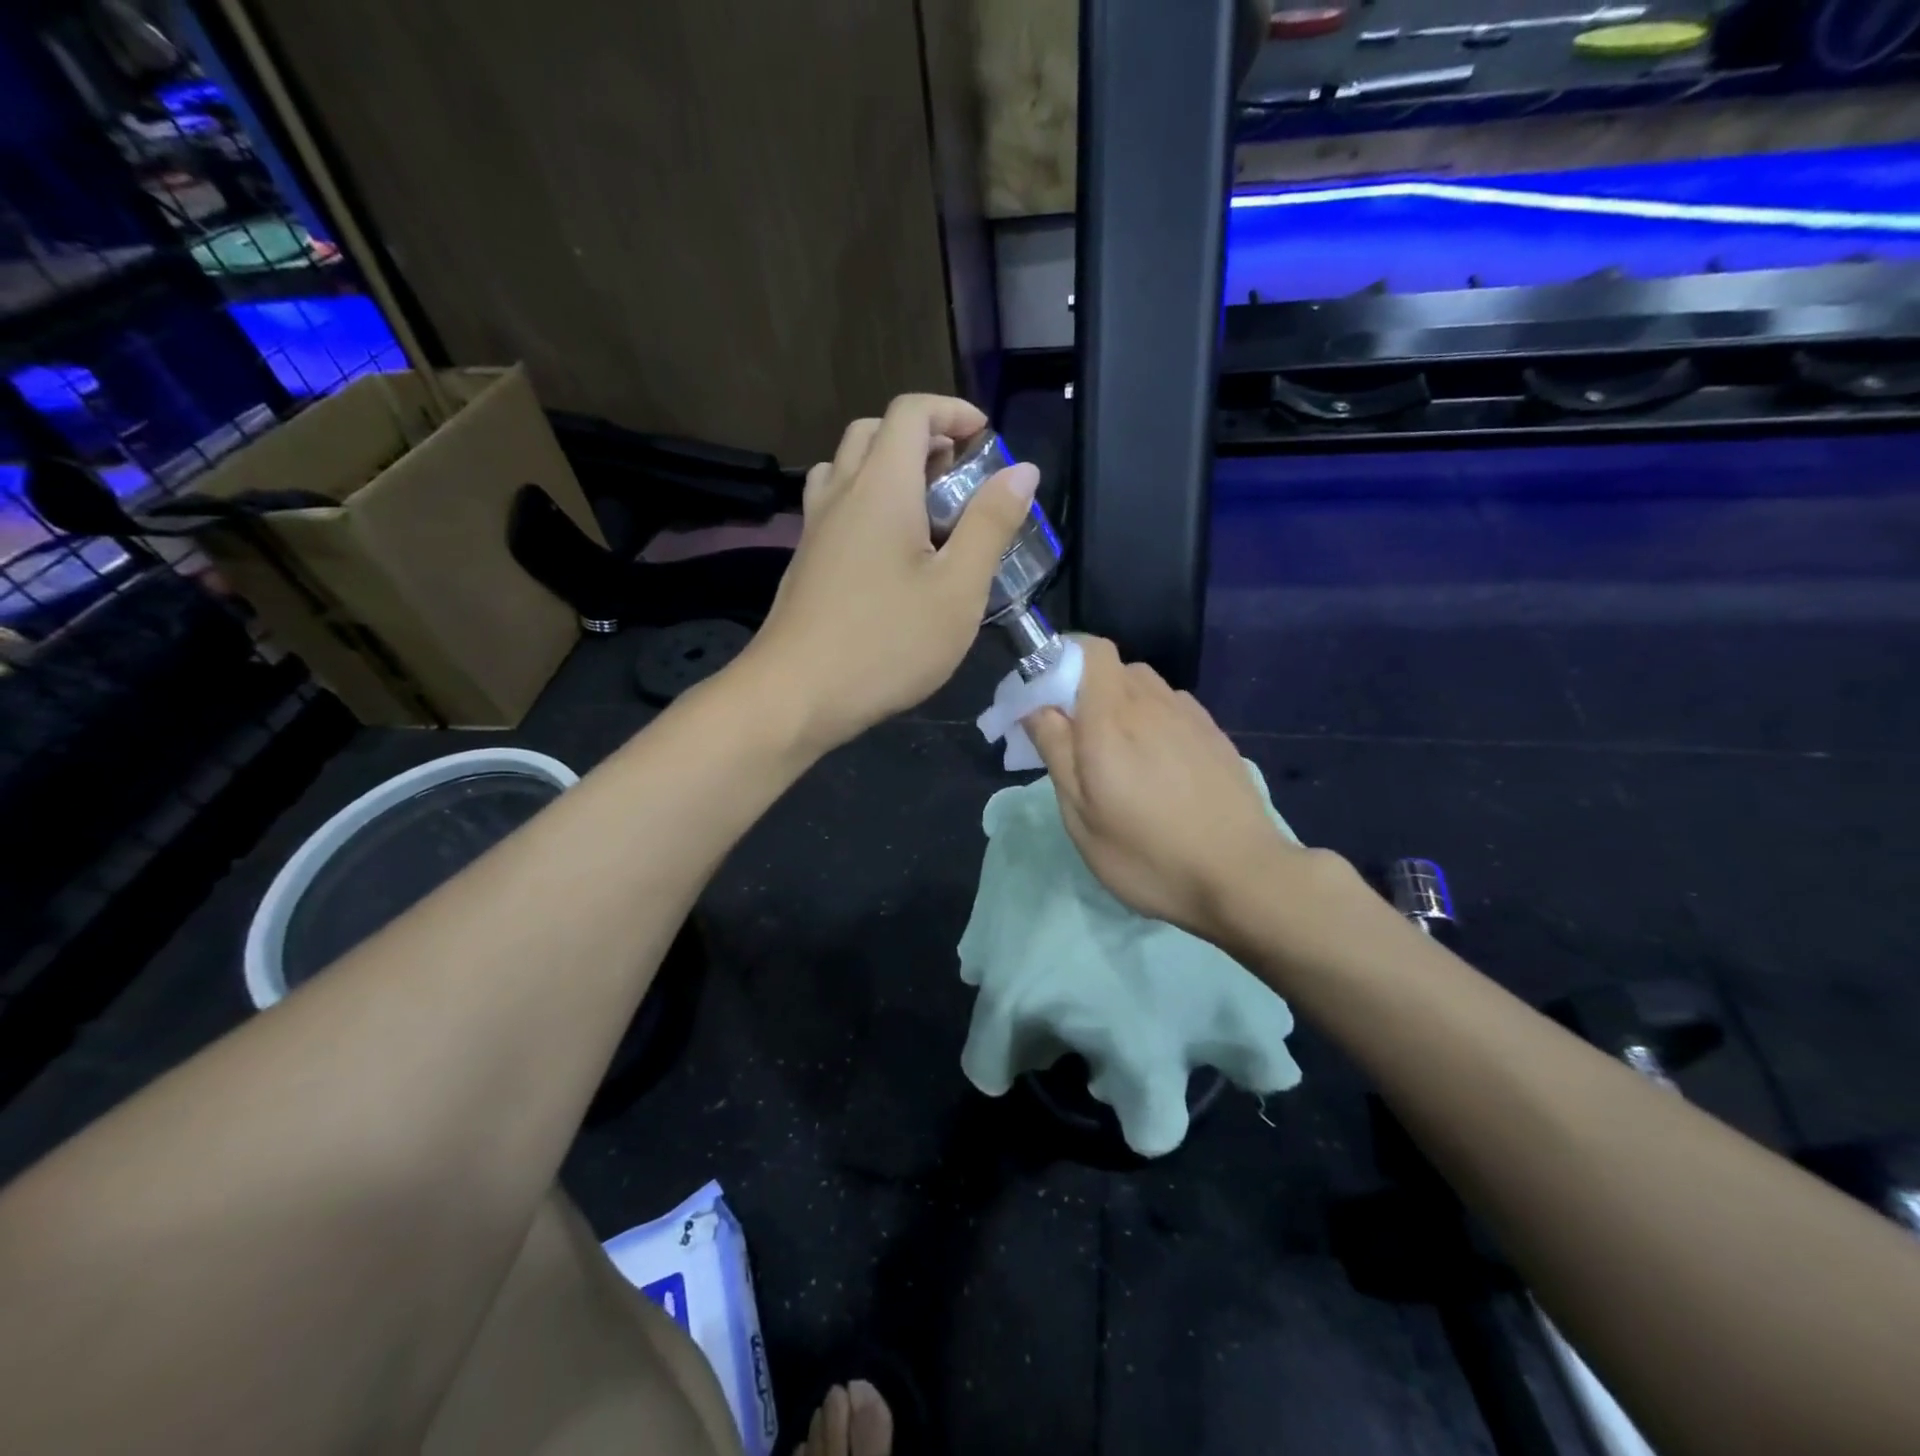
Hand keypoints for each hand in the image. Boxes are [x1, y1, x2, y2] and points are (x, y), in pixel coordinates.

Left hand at [746, 395, 1038, 751]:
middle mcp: (841, 493)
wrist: (797, 695)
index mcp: (882, 487)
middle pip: (874, 431)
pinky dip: (867, 500)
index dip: (953, 411)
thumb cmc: (887, 643)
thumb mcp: (958, 590)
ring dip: (889, 467)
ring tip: (926, 509)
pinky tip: (890, 550)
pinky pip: (835, 504)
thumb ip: (991, 525)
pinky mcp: (806, 560)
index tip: (987, 441)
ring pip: (848, 466)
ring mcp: (816, 527)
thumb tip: (1021, 470)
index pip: (910, 412)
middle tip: (959, 477)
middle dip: (922, 437)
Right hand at [1025, 638, 1307, 939]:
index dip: (1061, 656)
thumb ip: (1056, 751)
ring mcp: (1190, 716)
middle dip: (1085, 689)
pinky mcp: (1214, 734)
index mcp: (1112, 718)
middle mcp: (1152, 703)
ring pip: (1144, 687)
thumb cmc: (1148, 854)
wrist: (1243, 877)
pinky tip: (1158, 764)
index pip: (1088, 649)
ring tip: (1119, 754)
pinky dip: (1153, 719)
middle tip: (1075, 738)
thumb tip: (1036, 706)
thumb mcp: (1082, 816)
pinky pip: (1172, 708)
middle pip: (1112, 668)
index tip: (1043, 693)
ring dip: (1121, 705)